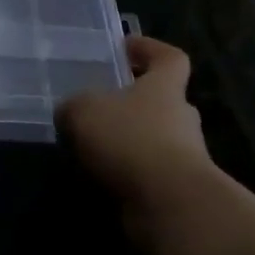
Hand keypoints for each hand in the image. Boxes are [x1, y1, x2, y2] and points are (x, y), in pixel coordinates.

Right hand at [56, 37, 218, 240]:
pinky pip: (148, 174)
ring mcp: (185, 158)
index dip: (150, 49)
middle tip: (100, 105)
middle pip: (162, 101)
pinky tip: (98, 179)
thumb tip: (70, 113)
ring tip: (90, 148)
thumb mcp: (84, 110)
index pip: (170, 58)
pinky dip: (127, 175)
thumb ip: (74, 107)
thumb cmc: (131, 140)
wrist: (172, 206)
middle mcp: (180, 118)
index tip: (126, 48)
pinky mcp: (178, 193)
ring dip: (128, 143)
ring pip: (154, 140)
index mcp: (165, 87)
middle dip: (134, 103)